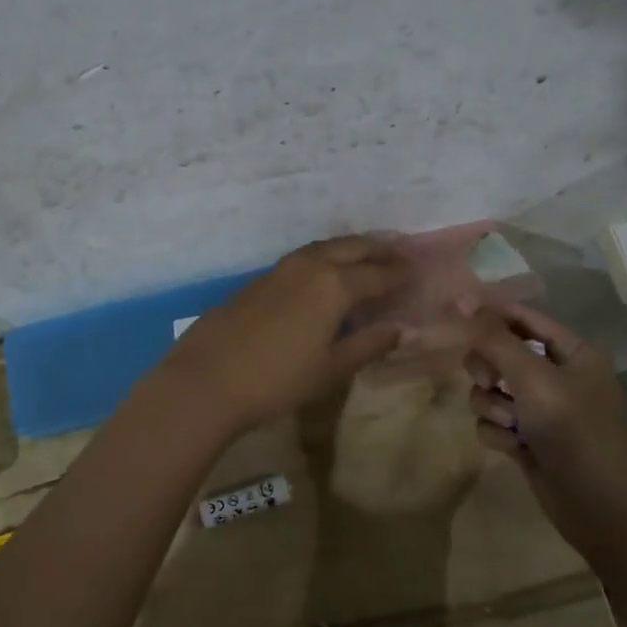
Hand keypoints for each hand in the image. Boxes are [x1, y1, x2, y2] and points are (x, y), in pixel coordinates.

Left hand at [156, 236, 408, 432]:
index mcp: (335, 284)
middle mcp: (312, 265)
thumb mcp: (331, 368)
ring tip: (369, 257)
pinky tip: (328, 273)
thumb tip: (398, 329)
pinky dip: (327, 258)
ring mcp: (282, 268)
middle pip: (354, 247)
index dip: (401, 274)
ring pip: (327, 247)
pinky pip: (306, 257)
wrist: (208, 377)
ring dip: (352, 248)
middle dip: (380, 249)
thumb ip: (368, 344)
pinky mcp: (262, 278)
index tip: (418, 273)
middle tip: (401, 254)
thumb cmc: (278, 379)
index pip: (379, 273)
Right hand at [463, 303, 626, 549]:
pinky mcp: (526, 438)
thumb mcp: (533, 377)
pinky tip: (514, 449)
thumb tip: (464, 299)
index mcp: (572, 353)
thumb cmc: (572, 430)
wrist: (596, 506)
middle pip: (501, 352)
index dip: (491, 313)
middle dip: (489, 368)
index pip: (525, 318)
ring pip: (491, 390)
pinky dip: (498, 433)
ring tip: (511, 425)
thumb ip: (495, 339)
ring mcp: (540, 409)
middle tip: (490, 381)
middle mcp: (556, 376)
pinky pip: (493, 421)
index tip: (456, 312)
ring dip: (493, 406)